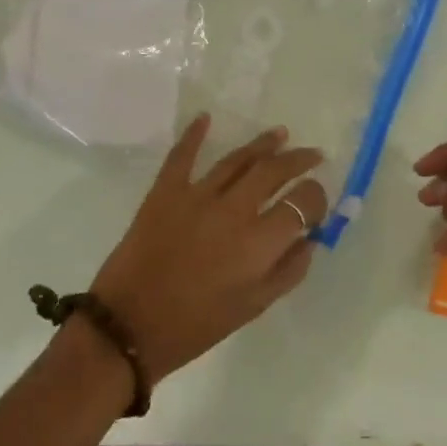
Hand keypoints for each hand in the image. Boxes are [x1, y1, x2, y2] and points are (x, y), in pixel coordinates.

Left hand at [90, 115, 327, 385]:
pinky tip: (206, 118)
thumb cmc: (196, 325)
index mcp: (259, 243)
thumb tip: (309, 239)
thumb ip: (288, 271)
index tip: (317, 200)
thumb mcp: (253, 307)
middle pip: (274, 171)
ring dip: (263, 144)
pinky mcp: (165, 191)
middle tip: (312, 155)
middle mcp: (233, 210)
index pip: (302, 203)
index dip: (316, 198)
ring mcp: (197, 195)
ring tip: (280, 134)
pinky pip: (182, 156)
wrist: (129, 326)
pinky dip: (194, 134)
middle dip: (298, 160)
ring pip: (237, 159)